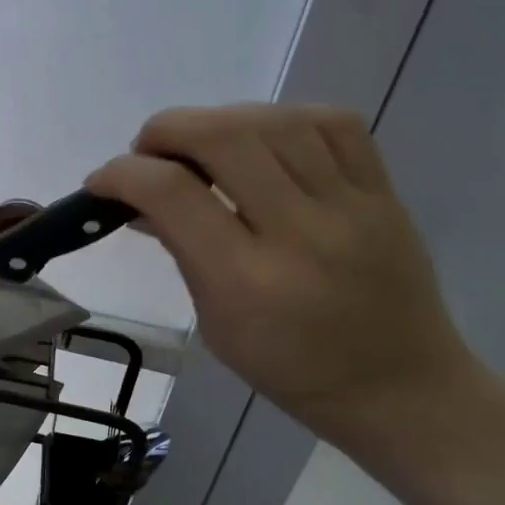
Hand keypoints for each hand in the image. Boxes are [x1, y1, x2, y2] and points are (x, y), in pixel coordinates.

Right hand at [88, 104, 484, 457]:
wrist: (402, 388)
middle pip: (223, 137)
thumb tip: (140, 201)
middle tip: (149, 151)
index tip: (102, 180)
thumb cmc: (293, 370)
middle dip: (166, 130)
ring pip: (274, 120)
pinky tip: (263, 138)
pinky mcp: (384, 192)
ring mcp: (350, 206)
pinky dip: (283, 117)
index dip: (122, 173)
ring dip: (219, 119)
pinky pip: (333, 122)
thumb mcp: (217, 324)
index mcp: (247, 281)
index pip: (172, 193)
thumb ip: (181, 252)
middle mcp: (300, 232)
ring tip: (202, 143)